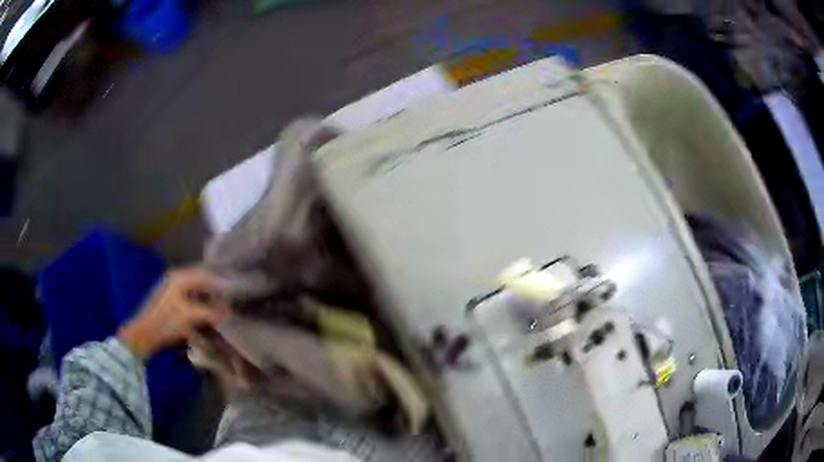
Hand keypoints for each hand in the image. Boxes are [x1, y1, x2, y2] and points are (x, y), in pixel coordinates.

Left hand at [117, 267, 227, 359]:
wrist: (143, 335)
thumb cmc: (165, 321)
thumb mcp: (188, 316)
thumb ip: (210, 312)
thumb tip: (230, 312)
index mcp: (179, 278)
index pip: (205, 274)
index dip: (221, 281)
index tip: (237, 287)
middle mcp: (176, 279)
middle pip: (201, 279)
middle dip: (217, 287)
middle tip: (233, 295)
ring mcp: (172, 291)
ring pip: (196, 290)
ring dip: (209, 296)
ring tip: (225, 305)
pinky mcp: (172, 303)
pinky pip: (191, 299)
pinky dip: (201, 304)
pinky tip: (209, 315)